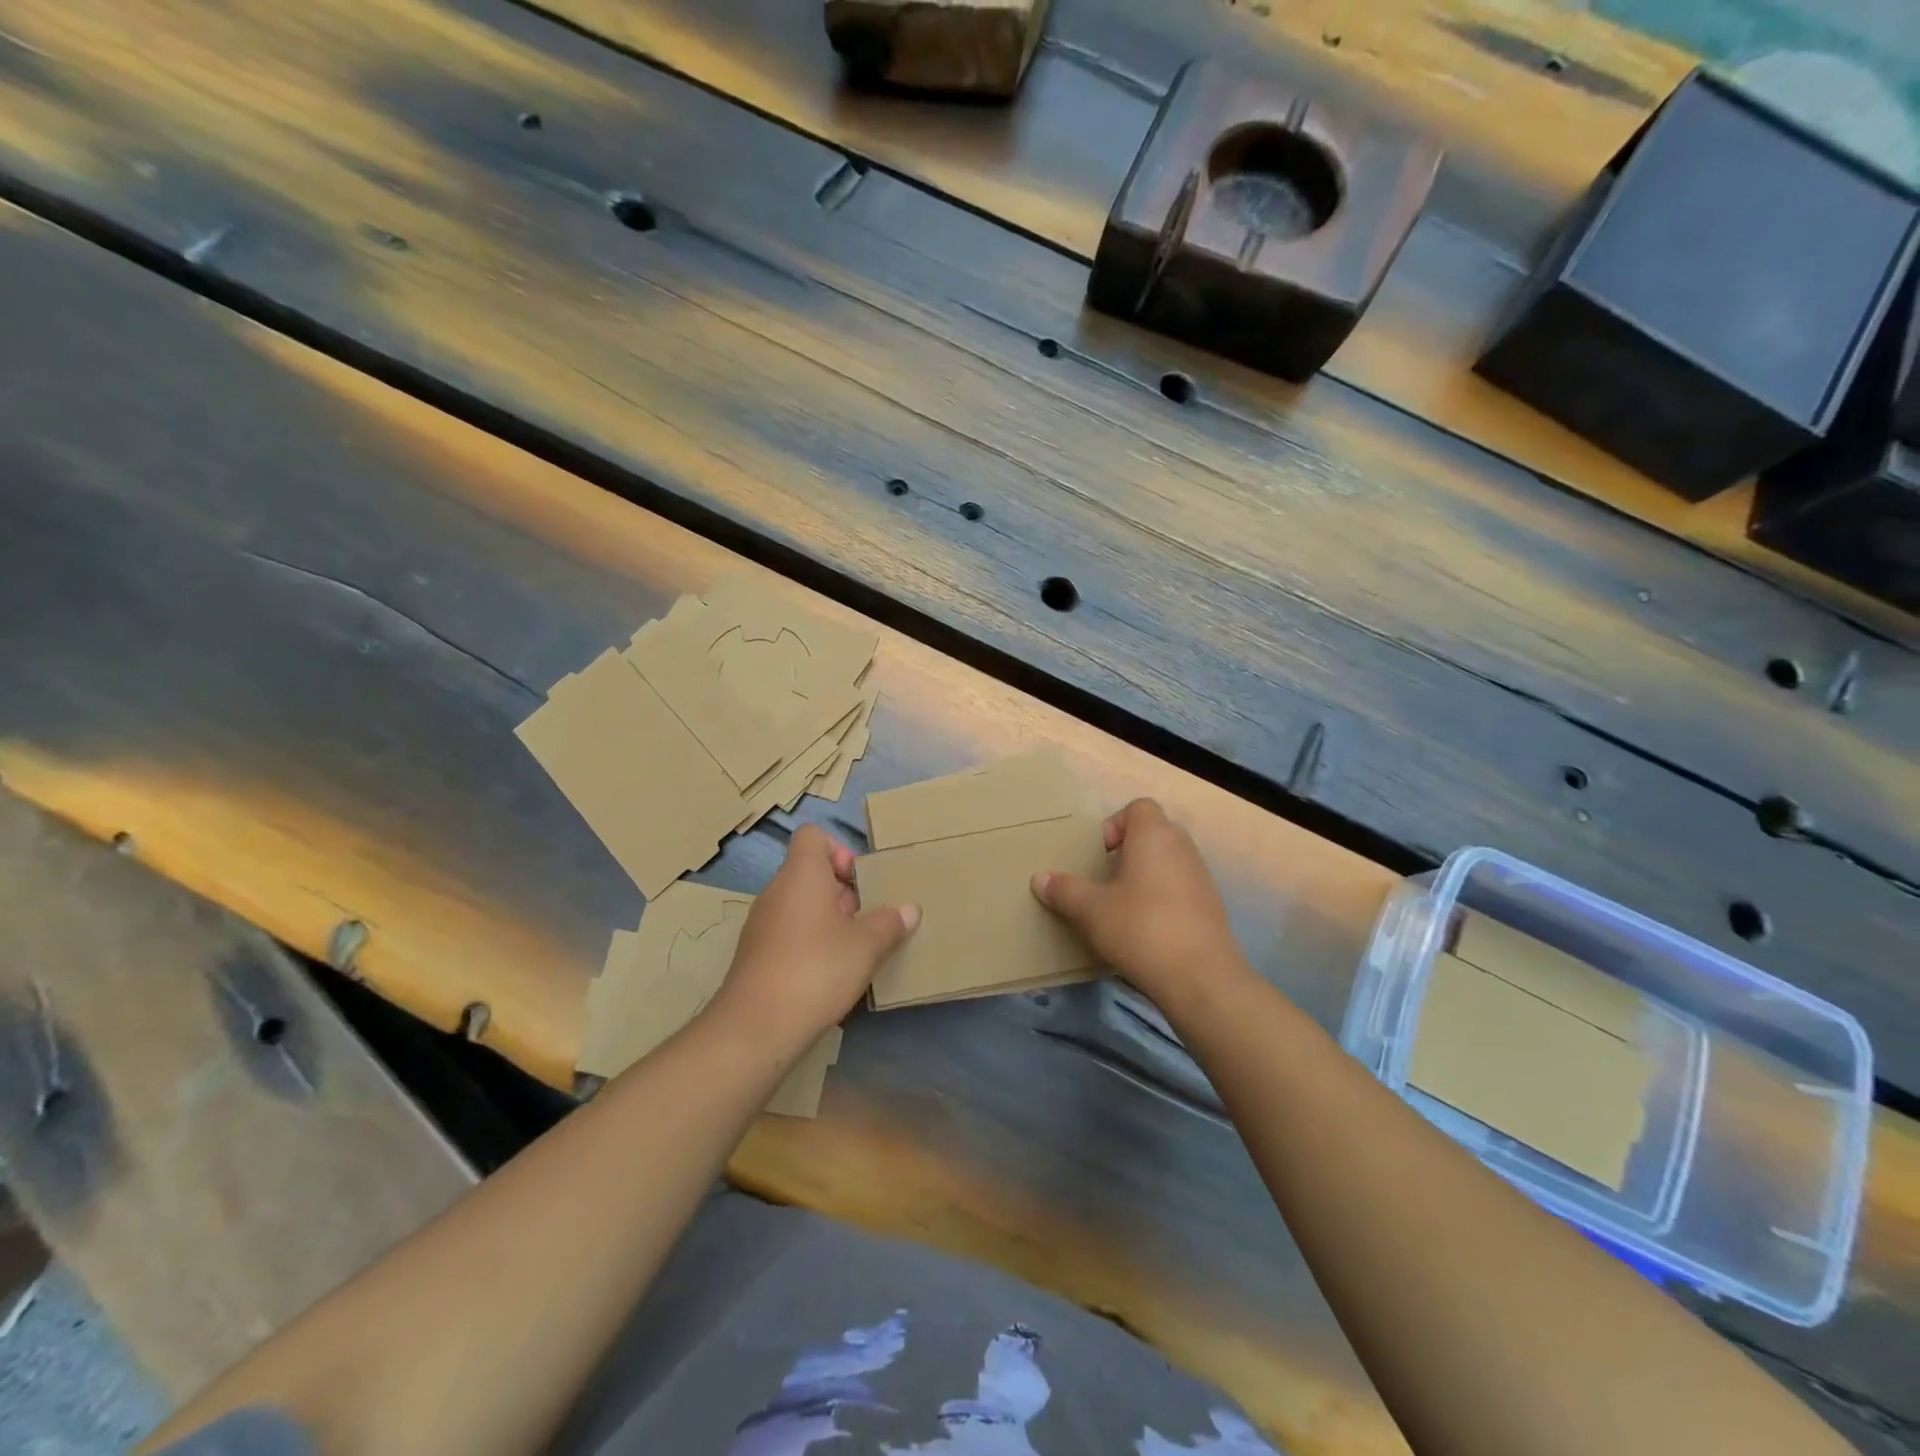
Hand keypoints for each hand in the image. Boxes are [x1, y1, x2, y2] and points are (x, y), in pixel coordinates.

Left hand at [708, 825, 918, 1052]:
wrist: (756, 1027)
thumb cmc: (817, 968)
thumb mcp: (867, 946)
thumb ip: (890, 923)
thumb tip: (909, 910)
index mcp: (801, 874)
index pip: (812, 836)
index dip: (838, 849)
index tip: (858, 881)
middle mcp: (777, 891)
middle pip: (809, 871)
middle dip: (841, 890)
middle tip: (866, 918)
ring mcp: (762, 924)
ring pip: (800, 905)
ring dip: (828, 919)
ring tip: (853, 948)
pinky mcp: (755, 955)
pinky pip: (788, 932)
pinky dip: (809, 942)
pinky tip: (829, 973)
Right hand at [1031, 798, 1245, 1014]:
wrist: (1201, 978)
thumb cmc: (1141, 928)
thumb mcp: (1091, 910)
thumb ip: (1065, 890)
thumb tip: (1039, 878)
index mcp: (1154, 835)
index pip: (1138, 807)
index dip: (1115, 824)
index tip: (1100, 855)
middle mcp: (1182, 847)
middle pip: (1154, 832)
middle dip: (1129, 850)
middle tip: (1108, 879)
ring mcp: (1202, 876)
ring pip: (1169, 861)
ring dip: (1147, 875)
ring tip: (1124, 906)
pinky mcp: (1212, 906)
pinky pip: (1182, 888)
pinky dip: (1164, 898)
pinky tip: (1147, 929)